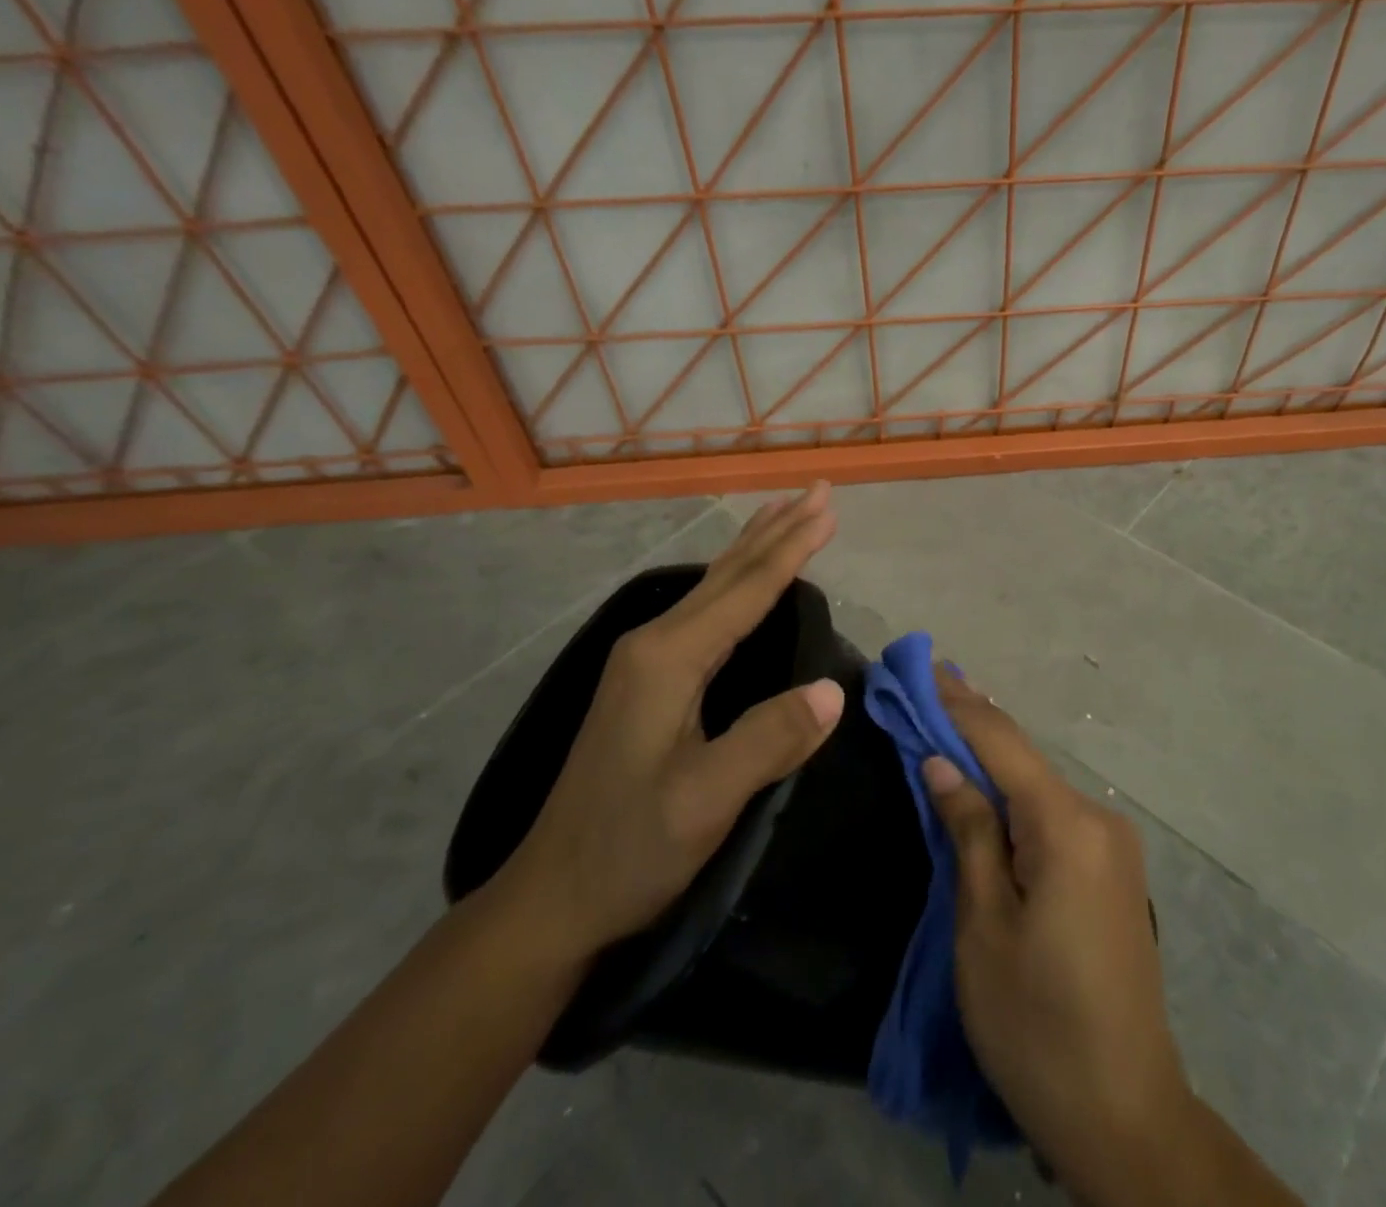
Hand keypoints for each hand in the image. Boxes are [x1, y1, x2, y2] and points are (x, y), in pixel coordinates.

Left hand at [488, 484, 843, 965]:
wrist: (553, 895)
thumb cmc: (629, 849)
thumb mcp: (704, 803)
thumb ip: (768, 740)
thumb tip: (833, 689)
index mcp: (669, 659)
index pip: (746, 589)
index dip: (793, 547)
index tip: (828, 508)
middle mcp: (655, 644)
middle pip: (728, 573)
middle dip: (776, 530)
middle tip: (816, 491)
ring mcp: (645, 660)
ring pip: (713, 587)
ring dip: (755, 548)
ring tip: (785, 513)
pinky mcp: (647, 680)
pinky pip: (705, 610)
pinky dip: (737, 581)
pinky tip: (743, 582)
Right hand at [925, 669, 1301, 1206]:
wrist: (1125, 1116)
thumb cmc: (1036, 1024)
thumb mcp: (983, 926)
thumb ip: (968, 831)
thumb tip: (941, 761)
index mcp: (1067, 826)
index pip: (1001, 743)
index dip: (958, 704)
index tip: (922, 668)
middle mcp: (1099, 819)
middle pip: (1024, 758)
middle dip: (973, 722)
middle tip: (929, 684)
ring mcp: (1113, 844)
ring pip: (1039, 784)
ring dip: (992, 757)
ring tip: (948, 720)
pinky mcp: (1113, 870)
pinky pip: (1054, 813)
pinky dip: (1015, 792)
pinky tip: (988, 781)